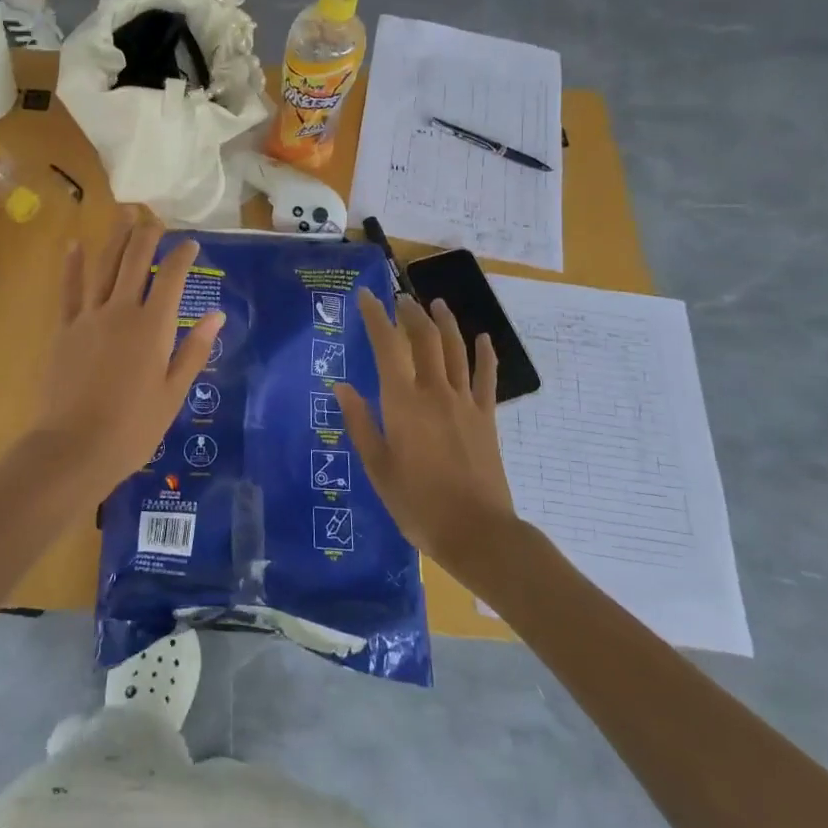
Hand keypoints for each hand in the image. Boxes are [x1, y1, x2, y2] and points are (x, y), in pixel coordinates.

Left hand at [31, 210, 223, 492]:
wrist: (75, 447)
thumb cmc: (133, 427)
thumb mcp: (173, 393)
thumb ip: (193, 350)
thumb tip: (216, 314)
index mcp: (153, 327)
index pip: (171, 278)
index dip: (182, 255)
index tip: (190, 243)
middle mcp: (121, 310)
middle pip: (135, 261)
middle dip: (147, 235)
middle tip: (155, 218)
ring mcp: (89, 316)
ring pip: (104, 266)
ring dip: (115, 238)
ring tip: (123, 214)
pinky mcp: (64, 329)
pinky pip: (69, 289)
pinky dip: (72, 265)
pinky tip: (74, 244)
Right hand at [334, 290, 513, 573]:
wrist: (477, 532)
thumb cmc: (417, 503)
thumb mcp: (377, 467)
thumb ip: (360, 423)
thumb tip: (341, 386)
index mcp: (403, 402)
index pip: (387, 346)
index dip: (376, 317)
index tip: (366, 295)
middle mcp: (434, 391)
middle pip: (425, 338)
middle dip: (411, 313)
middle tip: (400, 298)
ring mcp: (464, 402)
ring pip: (455, 349)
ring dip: (445, 322)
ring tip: (436, 303)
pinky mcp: (486, 416)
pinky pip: (486, 377)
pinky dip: (485, 354)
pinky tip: (483, 338)